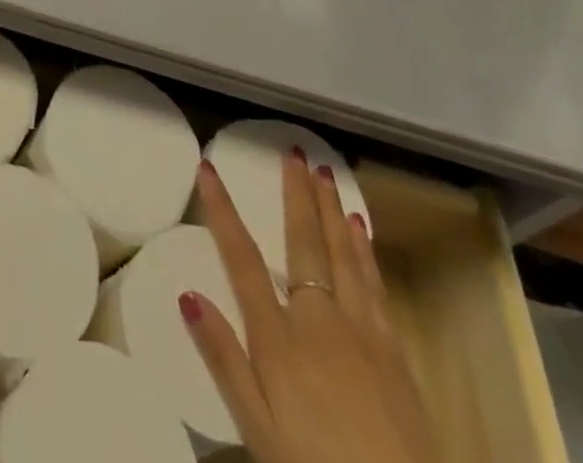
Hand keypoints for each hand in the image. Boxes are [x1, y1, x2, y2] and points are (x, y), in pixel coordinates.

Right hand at [182, 155, 442, 462]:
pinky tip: (359, 229)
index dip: (222, 210)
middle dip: (295, 194)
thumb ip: (224, 360)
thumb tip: (187, 294)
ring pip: (342, 255)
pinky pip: (375, 286)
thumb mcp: (258, 430)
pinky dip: (364, 251)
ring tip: (325, 173)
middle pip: (303, 243)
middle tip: (294, 151)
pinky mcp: (395, 353)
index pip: (241, 258)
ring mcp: (362, 333)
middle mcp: (319, 320)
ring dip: (331, 209)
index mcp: (278, 338)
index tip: (209, 167)